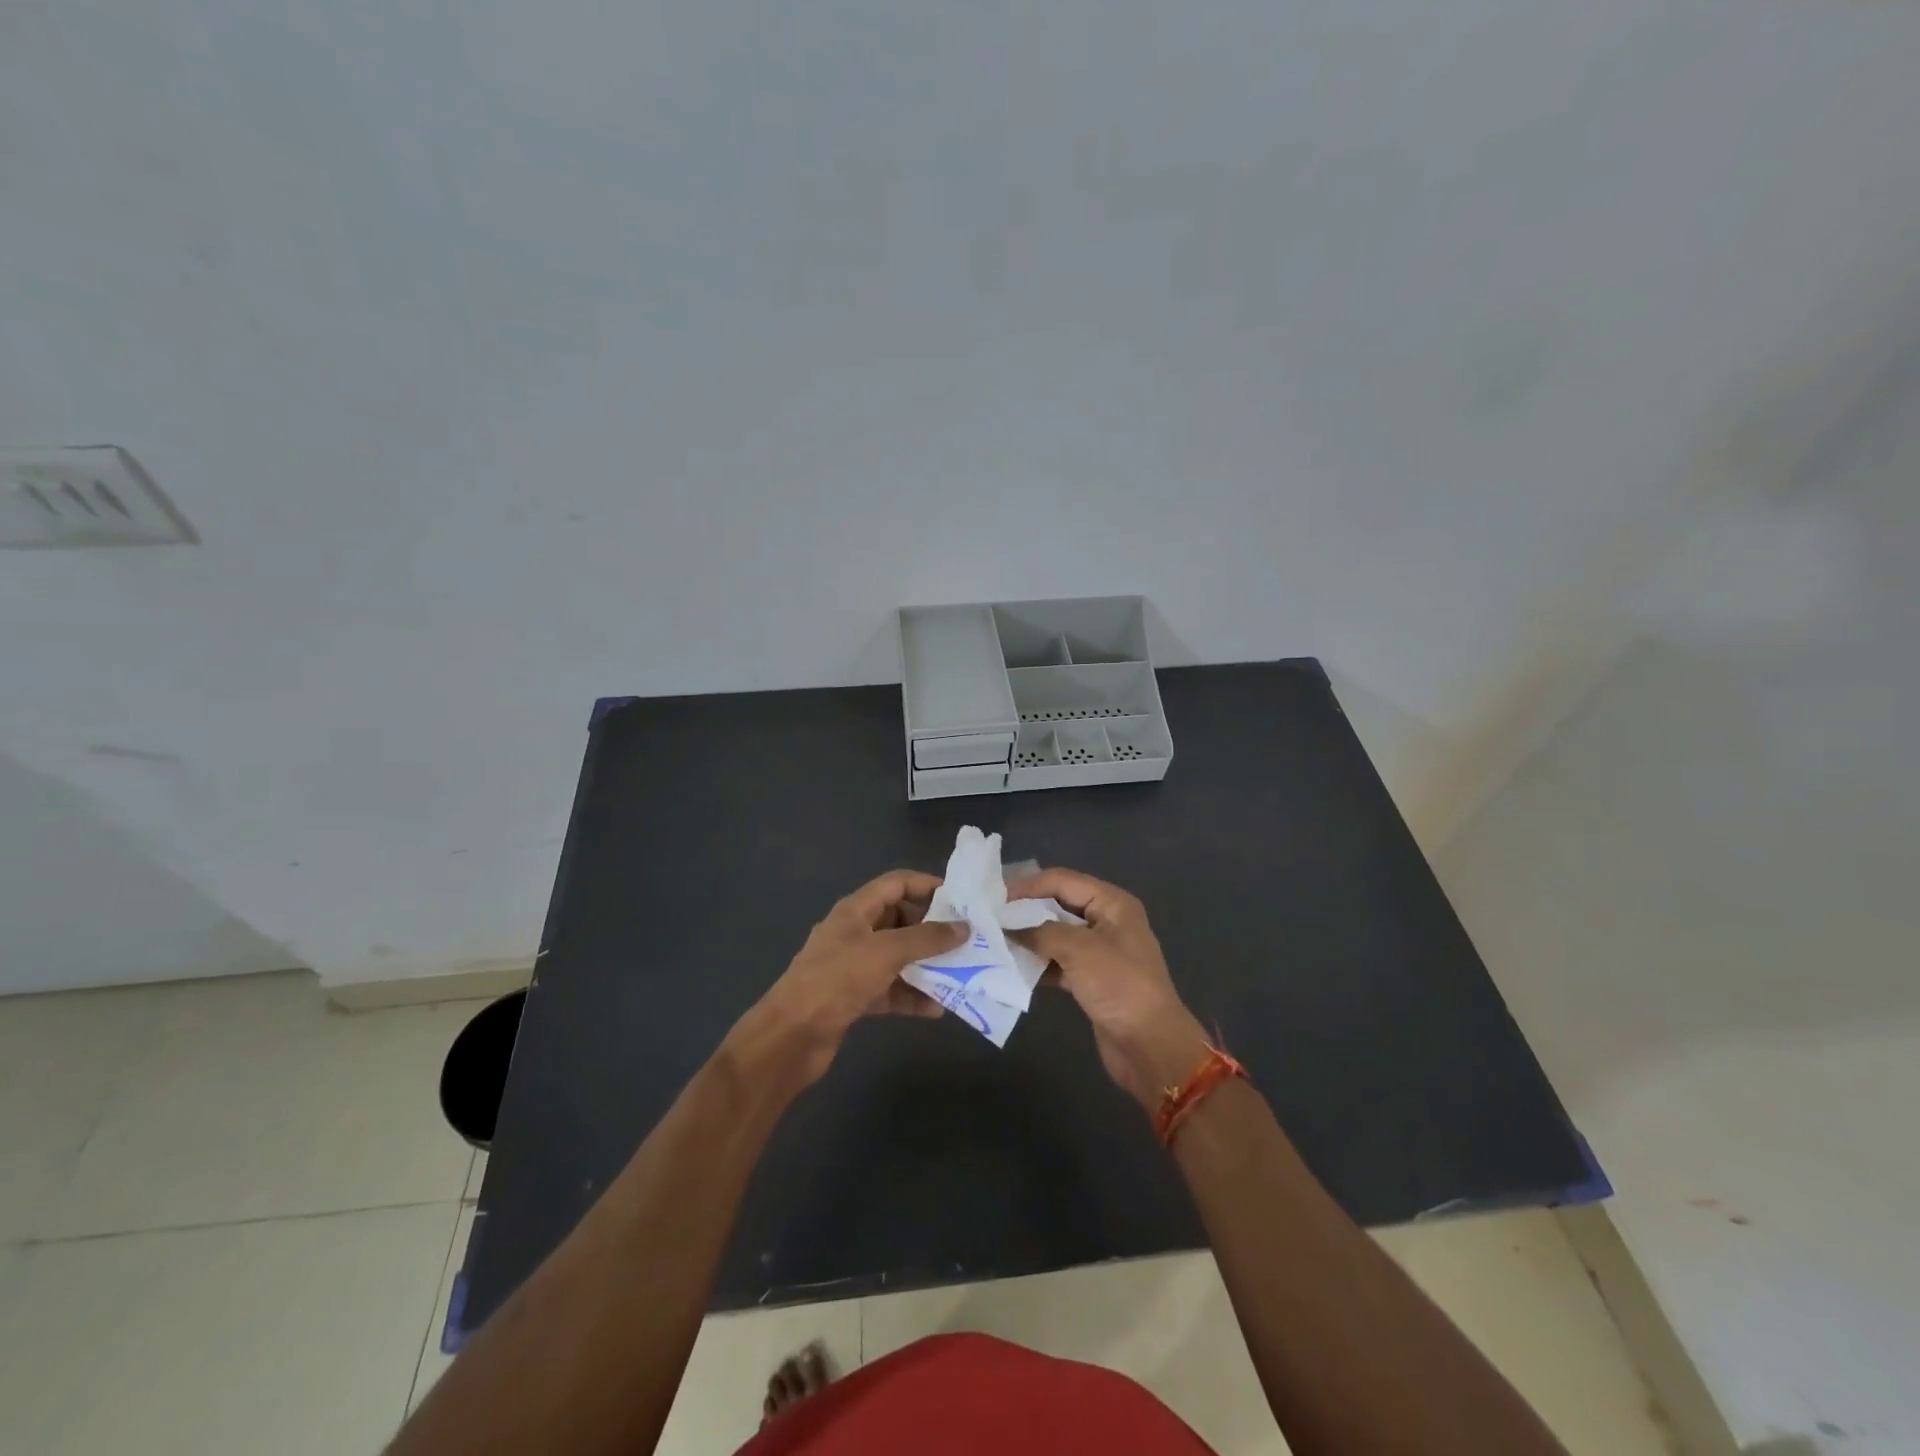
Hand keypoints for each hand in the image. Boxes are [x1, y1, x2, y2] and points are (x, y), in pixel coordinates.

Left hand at [731, 870, 965, 1087]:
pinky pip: (891, 989)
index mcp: (856, 911)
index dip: (927, 885)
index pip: (896, 883)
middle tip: (967, 940)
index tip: (960, 899)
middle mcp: (855, 933)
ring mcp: (853, 966)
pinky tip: (937, 1009)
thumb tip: (963, 928)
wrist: (791, 1037)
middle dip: (932, 930)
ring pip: (898, 957)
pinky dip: (912, 996)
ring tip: (960, 974)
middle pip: (900, 920)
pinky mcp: (854, 997)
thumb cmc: (836, 980)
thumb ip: (926, 939)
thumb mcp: (885, 952)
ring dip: (926, 966)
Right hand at [1008, 868, 1210, 1111]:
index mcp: (1112, 903)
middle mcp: (1107, 921)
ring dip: (1029, 939)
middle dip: (1026, 911)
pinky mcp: (1092, 981)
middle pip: (1058, 906)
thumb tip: (1007, 927)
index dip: (1029, 886)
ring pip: (1056, 936)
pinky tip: (1012, 969)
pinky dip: (1038, 965)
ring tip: (994, 942)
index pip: (1062, 881)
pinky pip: (1058, 963)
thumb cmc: (1119, 985)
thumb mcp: (1079, 949)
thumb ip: (1040, 932)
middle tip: (989, 918)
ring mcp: (1100, 953)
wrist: (1150, 1046)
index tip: (995, 898)